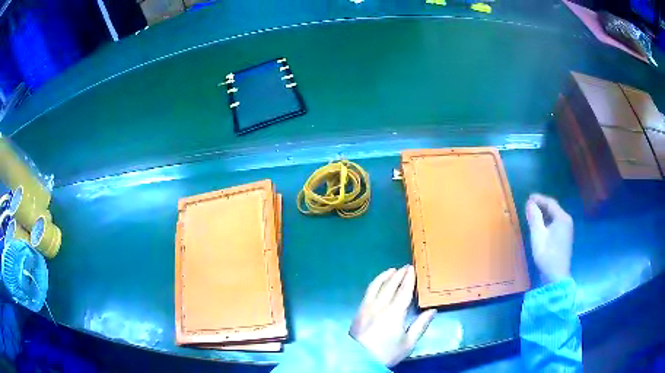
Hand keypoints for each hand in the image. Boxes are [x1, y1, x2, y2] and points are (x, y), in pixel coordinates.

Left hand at [350, 265, 435, 366]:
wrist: (359, 359)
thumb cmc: (386, 352)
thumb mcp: (408, 343)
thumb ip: (420, 325)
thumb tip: (432, 310)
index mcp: (394, 312)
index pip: (404, 291)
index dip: (409, 279)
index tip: (412, 269)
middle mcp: (380, 305)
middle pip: (390, 285)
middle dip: (398, 275)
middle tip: (405, 267)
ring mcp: (367, 307)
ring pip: (376, 286)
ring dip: (385, 276)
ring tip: (392, 270)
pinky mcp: (358, 311)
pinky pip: (368, 292)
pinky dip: (375, 283)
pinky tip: (378, 284)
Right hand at [525, 193, 573, 284]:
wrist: (556, 276)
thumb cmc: (547, 255)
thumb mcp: (538, 236)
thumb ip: (534, 218)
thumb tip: (529, 203)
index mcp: (562, 218)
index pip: (550, 203)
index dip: (539, 199)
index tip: (528, 198)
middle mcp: (567, 221)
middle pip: (553, 209)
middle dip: (541, 206)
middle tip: (528, 206)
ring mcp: (567, 230)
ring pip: (554, 217)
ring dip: (544, 214)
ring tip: (532, 215)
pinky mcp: (565, 238)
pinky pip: (555, 224)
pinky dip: (547, 222)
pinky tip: (540, 226)